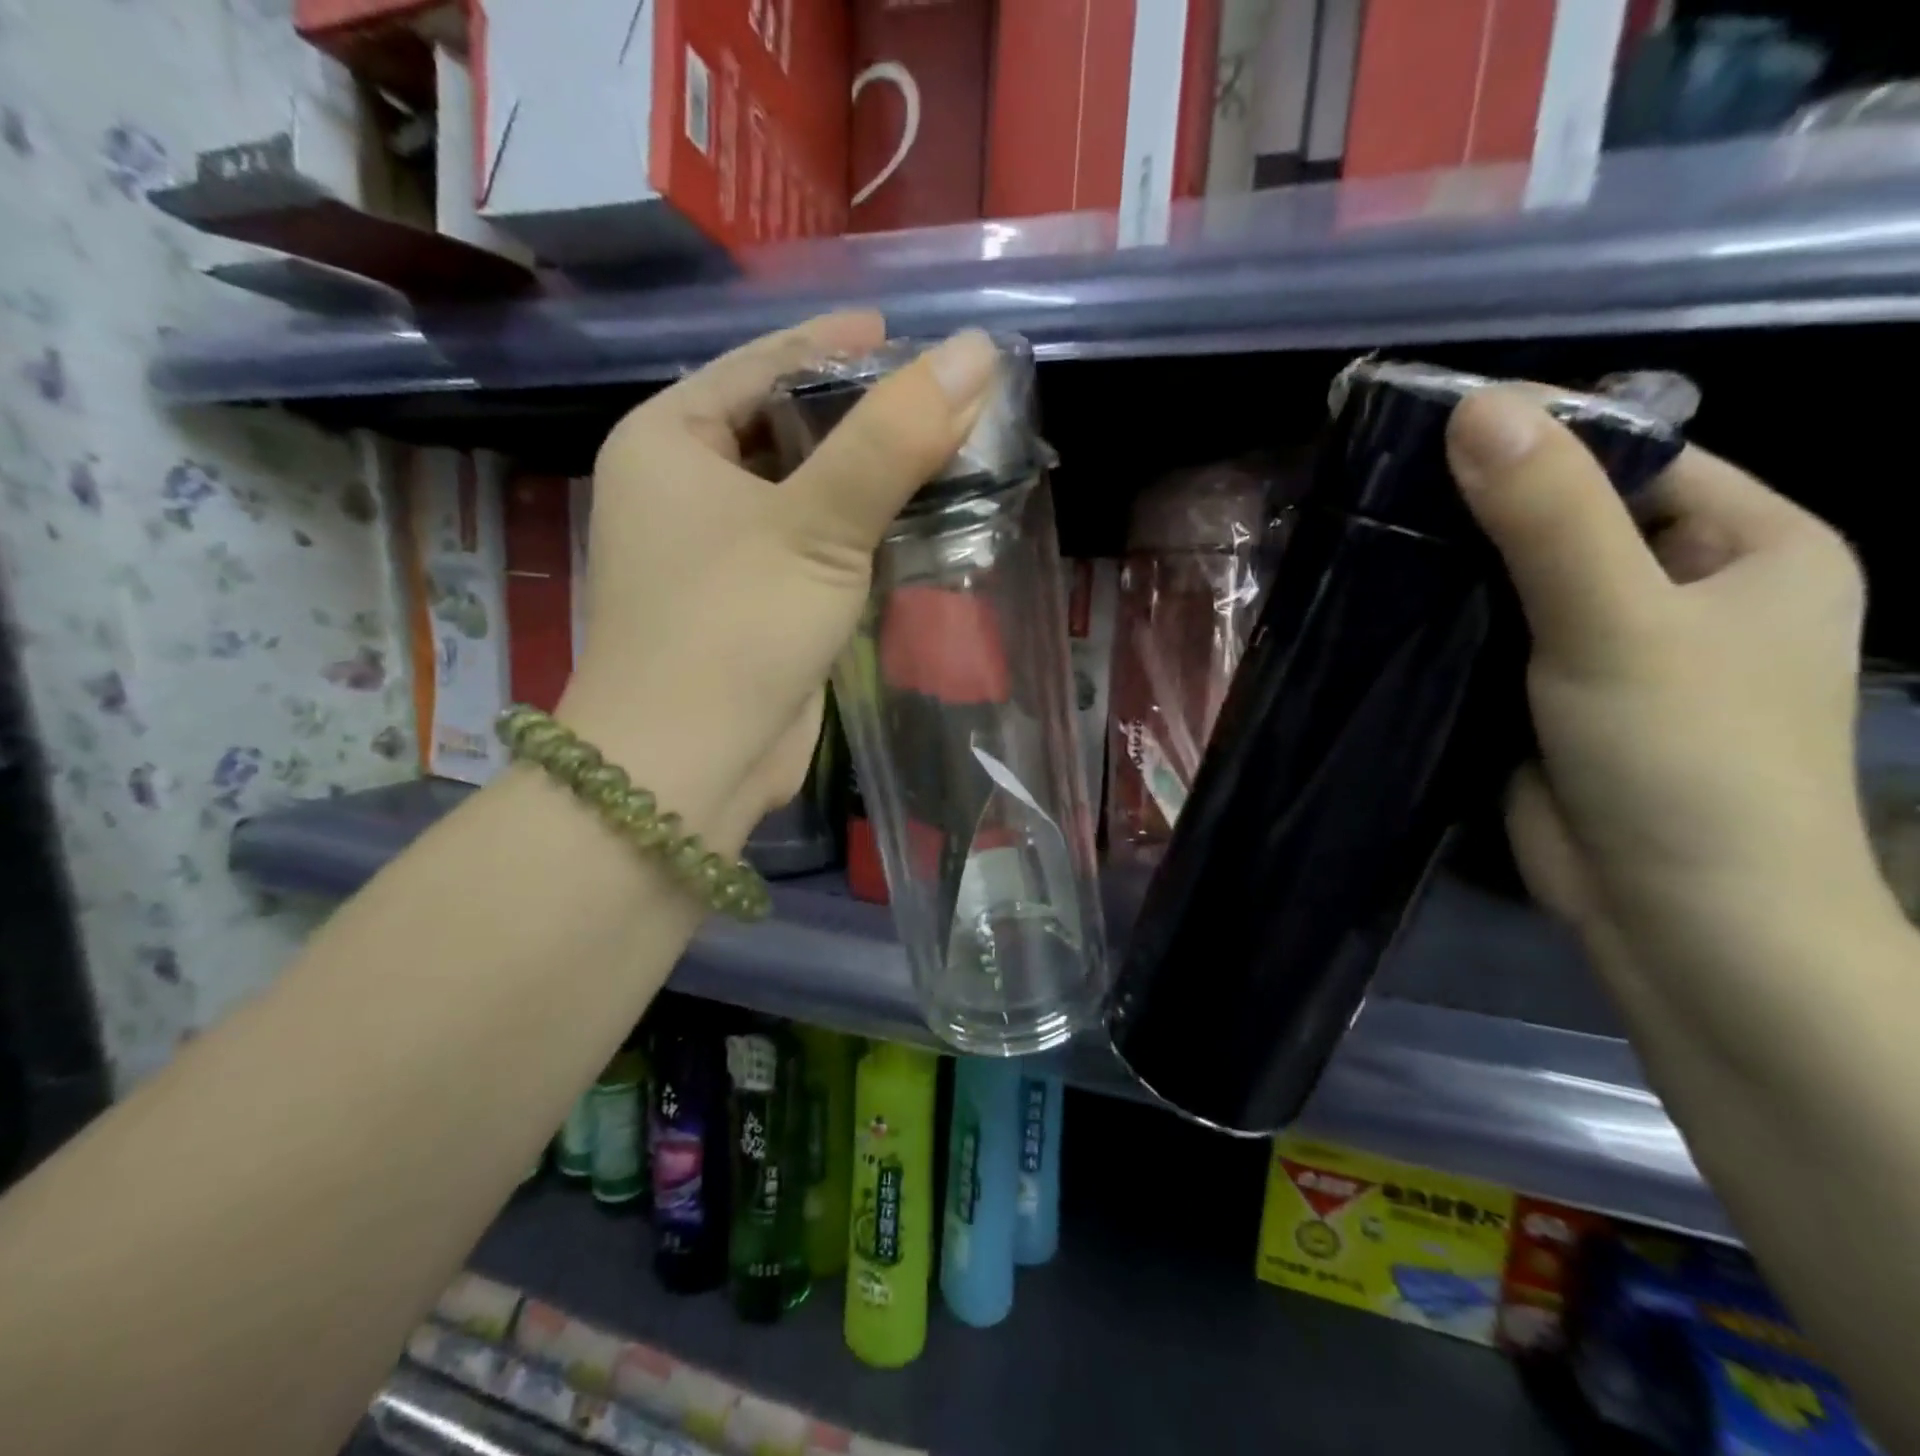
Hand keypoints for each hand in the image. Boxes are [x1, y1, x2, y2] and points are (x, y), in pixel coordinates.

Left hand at [558, 314, 1000, 847]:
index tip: (906, 333)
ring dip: (871, 479)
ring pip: (806, 493)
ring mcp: (718, 552)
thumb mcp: (817, 524)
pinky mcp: (754, 603)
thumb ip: (894, 440)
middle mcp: (683, 488)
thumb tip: (974, 353)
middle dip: (864, 416)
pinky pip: (814, 546)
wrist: (691, 767)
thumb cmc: (734, 627)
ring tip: (950, 452)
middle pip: (787, 427)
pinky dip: (862, 533)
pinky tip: (919, 521)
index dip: (836, 344)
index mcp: (669, 440)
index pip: (761, 364)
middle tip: (945, 400)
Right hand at [1445, 388, 1895, 1069]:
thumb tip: (1476, 407)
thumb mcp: (1618, 622)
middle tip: (1380, 490)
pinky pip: (1496, 638)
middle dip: (1482, 508)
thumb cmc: (1686, 759)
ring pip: (1522, 582)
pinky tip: (1386, 607)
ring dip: (1455, 567)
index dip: (1540, 439)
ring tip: (1367, 540)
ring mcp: (1615, 648)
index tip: (1430, 433)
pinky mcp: (1553, 698)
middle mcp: (1688, 588)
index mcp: (1752, 545)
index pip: (1635, 457)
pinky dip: (1448, 622)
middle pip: (1572, 518)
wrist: (1677, 919)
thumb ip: (1549, 517)